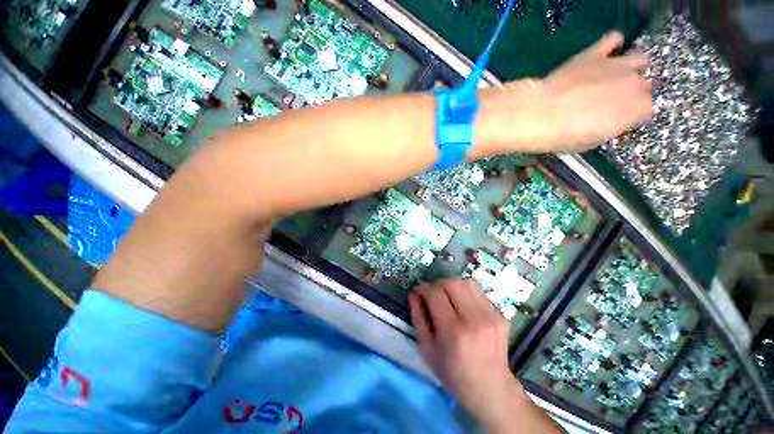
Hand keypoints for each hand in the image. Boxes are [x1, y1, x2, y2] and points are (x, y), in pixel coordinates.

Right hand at [409, 279, 559, 432]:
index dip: (423, 288)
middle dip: (437, 284)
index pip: (435, 293)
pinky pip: (478, 292)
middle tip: (432, 294)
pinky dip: (466, 293)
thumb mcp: (427, 349)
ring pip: (467, 282)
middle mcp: (475, 320)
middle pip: (452, 283)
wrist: (491, 389)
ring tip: (447, 296)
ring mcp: (491, 316)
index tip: (418, 292)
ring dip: (452, 284)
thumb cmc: (453, 373)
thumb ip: (418, 317)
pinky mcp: (501, 315)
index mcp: (454, 332)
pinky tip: (463, 306)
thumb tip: (413, 293)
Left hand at [478, 31, 652, 153]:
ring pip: (640, 58)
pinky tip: (605, 52)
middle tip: (617, 97)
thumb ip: (610, 127)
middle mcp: (634, 84)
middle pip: (646, 84)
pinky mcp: (595, 53)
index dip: (636, 112)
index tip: (624, 115)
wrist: (538, 115)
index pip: (649, 108)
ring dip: (632, 65)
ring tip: (616, 73)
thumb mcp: (590, 141)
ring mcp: (616, 65)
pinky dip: (613, 44)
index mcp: (635, 110)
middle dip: (636, 90)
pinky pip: (613, 38)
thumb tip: (613, 120)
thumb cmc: (561, 136)